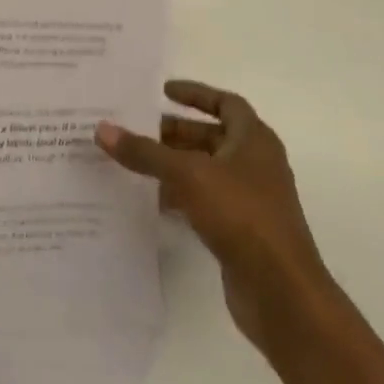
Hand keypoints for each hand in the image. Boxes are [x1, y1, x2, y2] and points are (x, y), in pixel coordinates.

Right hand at [98, 81, 331, 352]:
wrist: (281, 292)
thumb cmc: (241, 216)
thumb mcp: (187, 175)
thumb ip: (144, 152)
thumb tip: (102, 128)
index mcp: (254, 141)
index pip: (226, 103)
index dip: (196, 94)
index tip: (162, 91)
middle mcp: (255, 164)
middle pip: (211, 137)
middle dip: (174, 133)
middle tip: (135, 129)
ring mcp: (249, 200)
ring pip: (205, 170)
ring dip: (173, 165)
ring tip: (134, 162)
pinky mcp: (240, 231)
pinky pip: (204, 201)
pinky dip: (180, 195)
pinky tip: (152, 201)